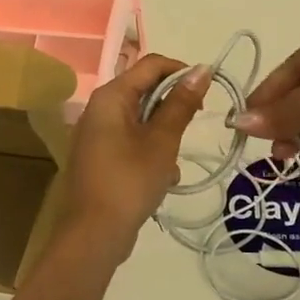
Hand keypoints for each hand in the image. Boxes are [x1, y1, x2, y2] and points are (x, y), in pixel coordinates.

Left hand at [56, 54, 208, 273]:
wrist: (94, 234)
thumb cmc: (130, 180)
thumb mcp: (163, 140)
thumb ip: (181, 103)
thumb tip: (201, 69)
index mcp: (111, 96)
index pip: (151, 64)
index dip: (182, 72)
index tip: (206, 94)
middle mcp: (99, 108)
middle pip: (145, 91)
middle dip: (172, 109)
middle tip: (192, 129)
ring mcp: (97, 133)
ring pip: (141, 120)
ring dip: (163, 136)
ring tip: (173, 163)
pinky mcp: (99, 157)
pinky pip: (131, 141)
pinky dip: (150, 153)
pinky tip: (163, 179)